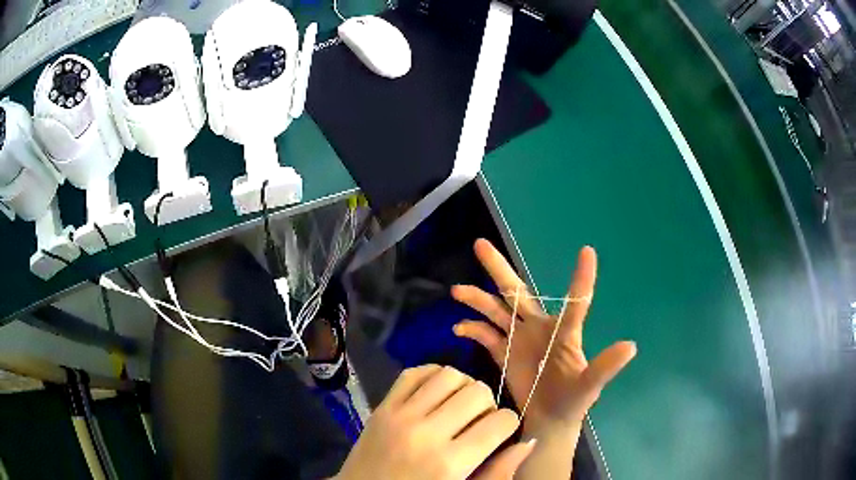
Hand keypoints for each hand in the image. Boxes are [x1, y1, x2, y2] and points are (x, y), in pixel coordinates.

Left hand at [336, 365, 535, 479]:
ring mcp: (400, 415)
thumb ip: (497, 473)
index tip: (501, 432)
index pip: (501, 422)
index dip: (509, 424)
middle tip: (479, 422)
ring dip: (463, 387)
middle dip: (489, 404)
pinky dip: (432, 375)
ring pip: (449, 375)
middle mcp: (427, 432)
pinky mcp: (381, 406)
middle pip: (478, 392)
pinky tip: (436, 394)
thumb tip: (527, 441)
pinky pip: (413, 372)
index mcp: (450, 462)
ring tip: (458, 406)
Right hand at [452, 239, 635, 434]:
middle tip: (479, 245)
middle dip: (499, 269)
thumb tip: (631, 346)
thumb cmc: (574, 401)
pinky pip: (486, 337)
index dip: (582, 278)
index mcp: (563, 333)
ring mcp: (519, 340)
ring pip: (496, 311)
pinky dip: (473, 330)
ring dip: (478, 300)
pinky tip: (459, 328)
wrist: (549, 420)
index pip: (575, 302)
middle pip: (517, 293)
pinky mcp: (504, 354)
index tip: (588, 250)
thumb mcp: (589, 386)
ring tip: (458, 290)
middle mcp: (539, 329)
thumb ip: (605, 367)